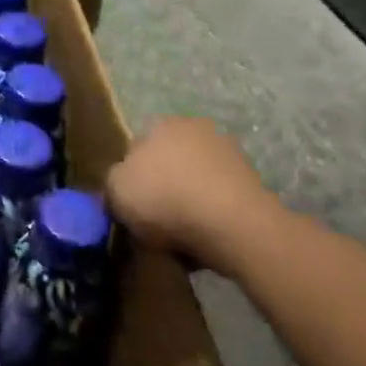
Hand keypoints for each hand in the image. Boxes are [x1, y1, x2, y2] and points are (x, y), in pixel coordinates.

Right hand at [106, 117, 281, 274]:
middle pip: (168, 163)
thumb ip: (112, 185)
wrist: (234, 226)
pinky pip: (219, 202)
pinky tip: (205, 241)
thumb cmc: (166, 199)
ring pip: (195, 182)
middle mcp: (195, 129)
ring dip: (188, 203)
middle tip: (154, 221)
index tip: (130, 205)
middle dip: (162, 188)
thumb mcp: (116, 192)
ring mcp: (229, 154)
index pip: (136, 148)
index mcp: (160, 124)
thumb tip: (119, 189)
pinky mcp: (253, 184)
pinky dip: (212, 218)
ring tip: (180, 238)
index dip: (130, 179)